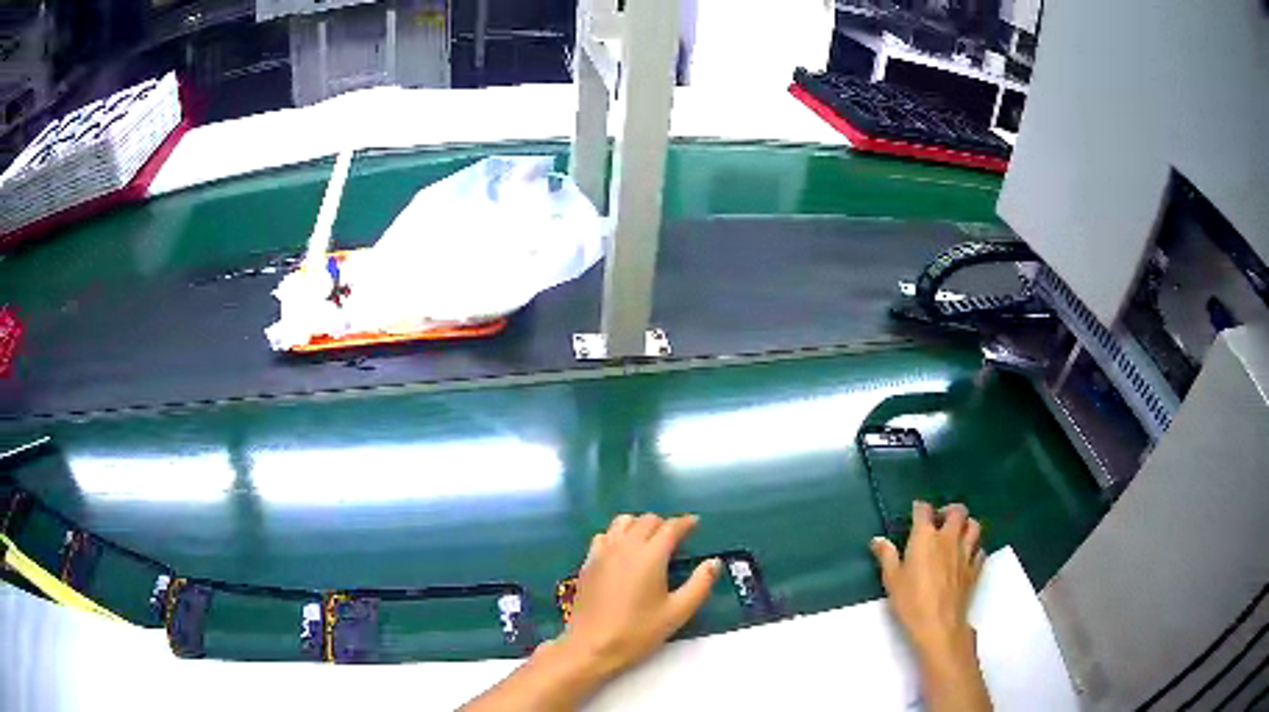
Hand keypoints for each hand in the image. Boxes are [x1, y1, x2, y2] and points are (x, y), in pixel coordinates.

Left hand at [559, 513, 721, 679]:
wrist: (592, 644)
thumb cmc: (638, 631)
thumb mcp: (677, 612)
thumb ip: (700, 584)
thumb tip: (714, 562)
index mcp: (650, 555)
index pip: (670, 527)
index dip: (685, 523)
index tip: (695, 523)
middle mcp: (625, 546)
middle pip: (647, 520)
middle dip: (664, 524)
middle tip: (676, 538)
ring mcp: (603, 551)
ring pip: (623, 522)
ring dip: (640, 524)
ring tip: (650, 541)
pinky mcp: (588, 561)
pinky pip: (605, 535)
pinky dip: (618, 534)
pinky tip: (623, 551)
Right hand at [871, 501, 991, 711]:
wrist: (939, 623)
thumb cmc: (911, 601)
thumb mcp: (892, 579)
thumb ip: (886, 556)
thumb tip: (878, 540)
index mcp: (926, 537)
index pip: (924, 510)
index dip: (920, 507)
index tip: (916, 510)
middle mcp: (949, 538)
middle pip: (957, 511)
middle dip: (949, 510)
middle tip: (940, 520)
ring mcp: (966, 552)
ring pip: (974, 526)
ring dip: (966, 525)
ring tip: (957, 533)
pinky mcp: (975, 568)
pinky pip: (980, 549)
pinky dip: (975, 547)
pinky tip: (967, 555)